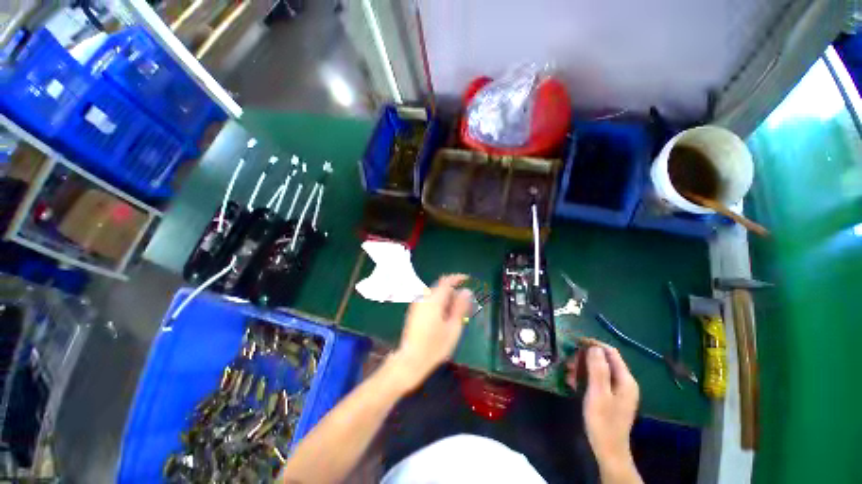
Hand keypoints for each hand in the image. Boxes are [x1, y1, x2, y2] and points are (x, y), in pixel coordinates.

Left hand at [389, 275, 472, 391]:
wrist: (410, 361)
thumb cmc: (435, 347)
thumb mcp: (453, 328)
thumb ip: (460, 307)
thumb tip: (467, 291)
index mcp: (433, 300)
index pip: (446, 281)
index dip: (458, 278)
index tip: (468, 280)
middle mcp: (423, 298)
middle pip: (441, 287)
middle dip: (453, 292)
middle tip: (465, 304)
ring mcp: (417, 305)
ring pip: (435, 295)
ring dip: (447, 298)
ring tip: (456, 314)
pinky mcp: (414, 311)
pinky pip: (429, 301)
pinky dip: (439, 303)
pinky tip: (444, 318)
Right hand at [567, 345, 639, 477]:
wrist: (608, 450)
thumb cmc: (603, 421)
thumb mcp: (598, 393)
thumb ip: (598, 369)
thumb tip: (594, 347)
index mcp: (625, 380)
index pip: (610, 352)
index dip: (593, 344)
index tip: (574, 342)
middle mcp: (624, 382)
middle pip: (603, 360)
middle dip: (584, 358)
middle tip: (568, 363)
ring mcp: (617, 390)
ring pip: (598, 369)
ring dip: (582, 368)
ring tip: (567, 375)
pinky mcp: (610, 397)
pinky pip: (597, 380)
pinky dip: (584, 378)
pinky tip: (573, 383)